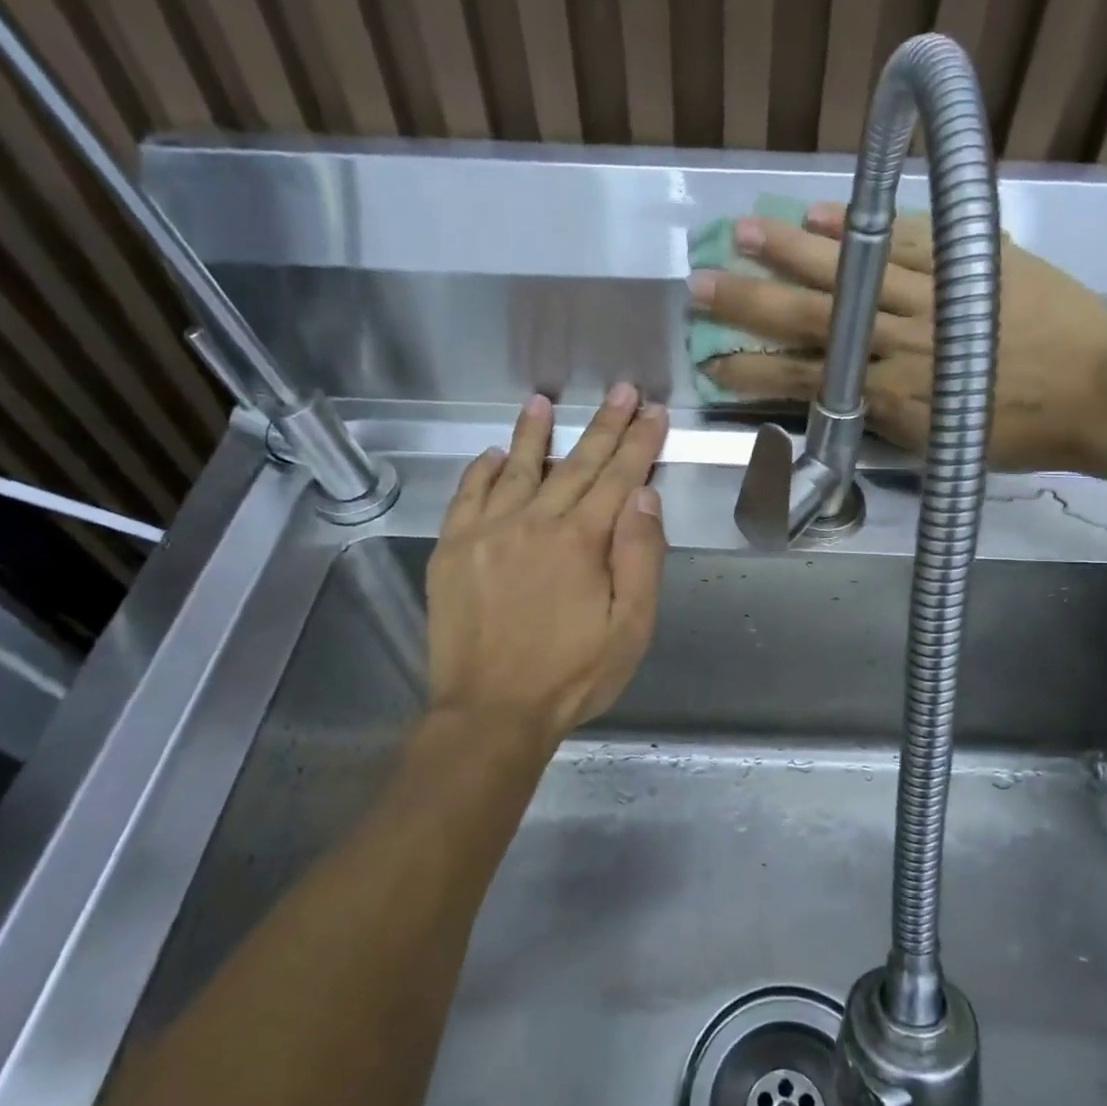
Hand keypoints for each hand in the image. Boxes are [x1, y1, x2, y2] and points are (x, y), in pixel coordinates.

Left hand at [428, 386, 668, 744]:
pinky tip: (489, 455)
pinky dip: (479, 471)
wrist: (490, 713)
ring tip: (540, 401)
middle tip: (622, 392)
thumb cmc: (572, 675)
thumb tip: (643, 497)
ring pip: (515, 469)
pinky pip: (466, 496)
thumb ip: (641, 557)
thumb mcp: (631, 628)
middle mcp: (533, 522)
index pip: (618, 477)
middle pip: (575, 464)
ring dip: (532, 434)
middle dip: (603, 426)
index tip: (653, 413)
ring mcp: (486, 533)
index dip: (639, 443)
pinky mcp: (452, 551)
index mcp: (581, 541)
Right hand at [689, 204, 1106, 471]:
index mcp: (890, 395)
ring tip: (744, 232)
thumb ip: (886, 418)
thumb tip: (842, 396)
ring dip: (792, 252)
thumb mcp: (940, 444)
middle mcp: (898, 342)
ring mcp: (932, 296)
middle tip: (700, 285)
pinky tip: (823, 213)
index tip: (711, 364)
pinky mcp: (967, 261)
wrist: (1102, 397)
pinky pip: (907, 239)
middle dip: (749, 305)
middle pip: (810, 318)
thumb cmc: (1019, 434)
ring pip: (851, 271)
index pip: (804, 380)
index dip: (753, 372)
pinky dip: (863, 227)